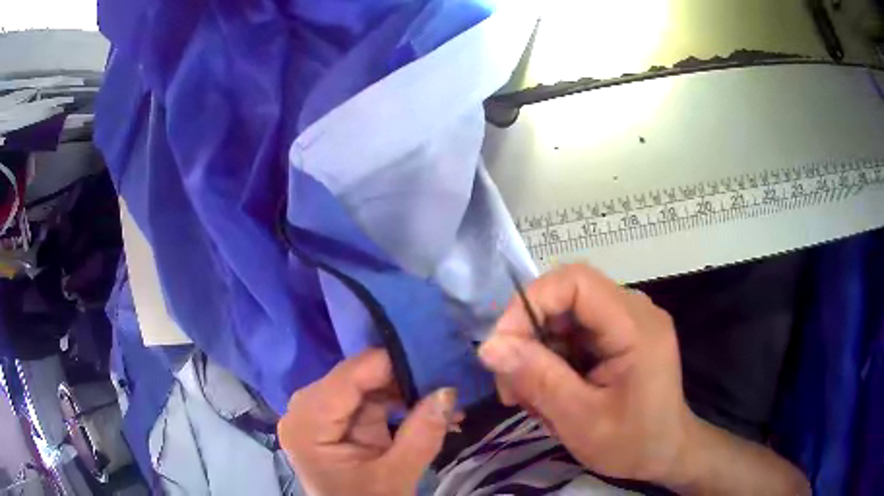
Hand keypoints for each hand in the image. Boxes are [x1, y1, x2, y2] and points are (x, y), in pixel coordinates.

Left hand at [278, 349, 460, 495]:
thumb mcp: (396, 477)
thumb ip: (421, 435)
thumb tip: (447, 391)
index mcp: (307, 424)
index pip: (348, 378)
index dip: (390, 363)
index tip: (434, 356)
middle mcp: (305, 410)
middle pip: (355, 377)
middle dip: (401, 377)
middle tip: (445, 376)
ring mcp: (319, 413)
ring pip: (365, 385)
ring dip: (404, 390)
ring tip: (445, 396)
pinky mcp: (336, 419)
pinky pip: (368, 399)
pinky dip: (399, 403)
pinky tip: (429, 408)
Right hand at [479, 264, 690, 483]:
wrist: (665, 453)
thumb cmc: (632, 443)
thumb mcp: (581, 420)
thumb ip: (538, 380)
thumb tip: (489, 347)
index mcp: (636, 326)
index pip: (575, 281)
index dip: (530, 303)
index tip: (501, 347)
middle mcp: (634, 311)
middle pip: (566, 297)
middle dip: (528, 336)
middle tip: (510, 384)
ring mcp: (627, 321)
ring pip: (564, 317)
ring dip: (536, 353)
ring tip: (529, 398)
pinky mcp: (619, 336)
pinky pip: (573, 333)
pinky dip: (551, 360)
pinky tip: (548, 392)